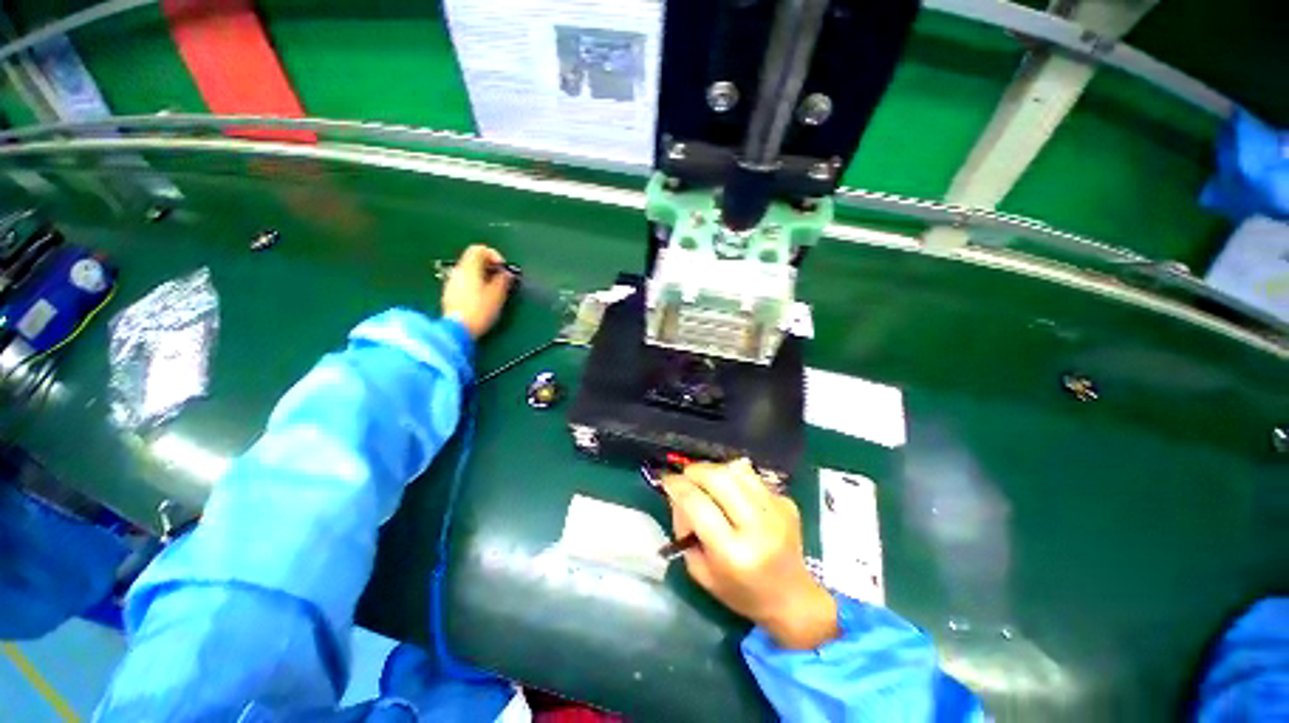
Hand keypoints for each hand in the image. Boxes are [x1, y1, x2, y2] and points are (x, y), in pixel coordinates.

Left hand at [441, 245, 514, 338]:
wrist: (457, 329)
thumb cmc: (479, 310)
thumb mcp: (497, 295)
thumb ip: (503, 281)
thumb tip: (506, 273)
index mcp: (469, 268)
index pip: (479, 249)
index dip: (493, 255)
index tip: (503, 268)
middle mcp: (458, 272)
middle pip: (473, 260)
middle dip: (489, 266)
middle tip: (501, 278)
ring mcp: (451, 283)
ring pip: (469, 272)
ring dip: (482, 276)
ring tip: (493, 290)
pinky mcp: (449, 294)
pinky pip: (464, 282)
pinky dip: (475, 284)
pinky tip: (482, 298)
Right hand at [663, 459, 837, 649]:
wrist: (793, 599)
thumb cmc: (740, 592)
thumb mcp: (701, 572)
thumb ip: (685, 530)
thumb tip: (678, 494)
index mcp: (733, 553)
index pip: (697, 504)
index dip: (677, 486)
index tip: (666, 480)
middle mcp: (757, 528)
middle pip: (719, 478)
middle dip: (695, 471)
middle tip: (685, 476)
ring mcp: (776, 512)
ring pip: (737, 470)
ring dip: (715, 470)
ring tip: (707, 481)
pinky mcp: (786, 503)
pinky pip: (753, 477)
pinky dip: (735, 478)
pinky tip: (733, 493)